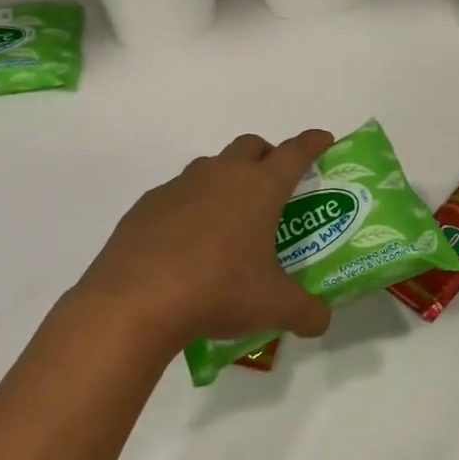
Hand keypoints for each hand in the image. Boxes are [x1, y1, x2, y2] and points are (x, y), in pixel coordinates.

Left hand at [69, 129, 335, 353]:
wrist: (135, 302)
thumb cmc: (218, 291)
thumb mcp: (274, 307)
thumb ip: (307, 311)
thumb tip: (322, 320)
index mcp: (259, 188)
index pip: (295, 152)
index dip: (313, 143)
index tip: (323, 138)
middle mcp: (221, 175)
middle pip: (251, 146)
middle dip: (268, 156)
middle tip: (275, 187)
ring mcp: (179, 187)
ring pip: (211, 166)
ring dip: (227, 179)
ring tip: (231, 220)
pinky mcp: (146, 206)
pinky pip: (177, 194)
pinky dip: (190, 207)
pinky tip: (188, 243)